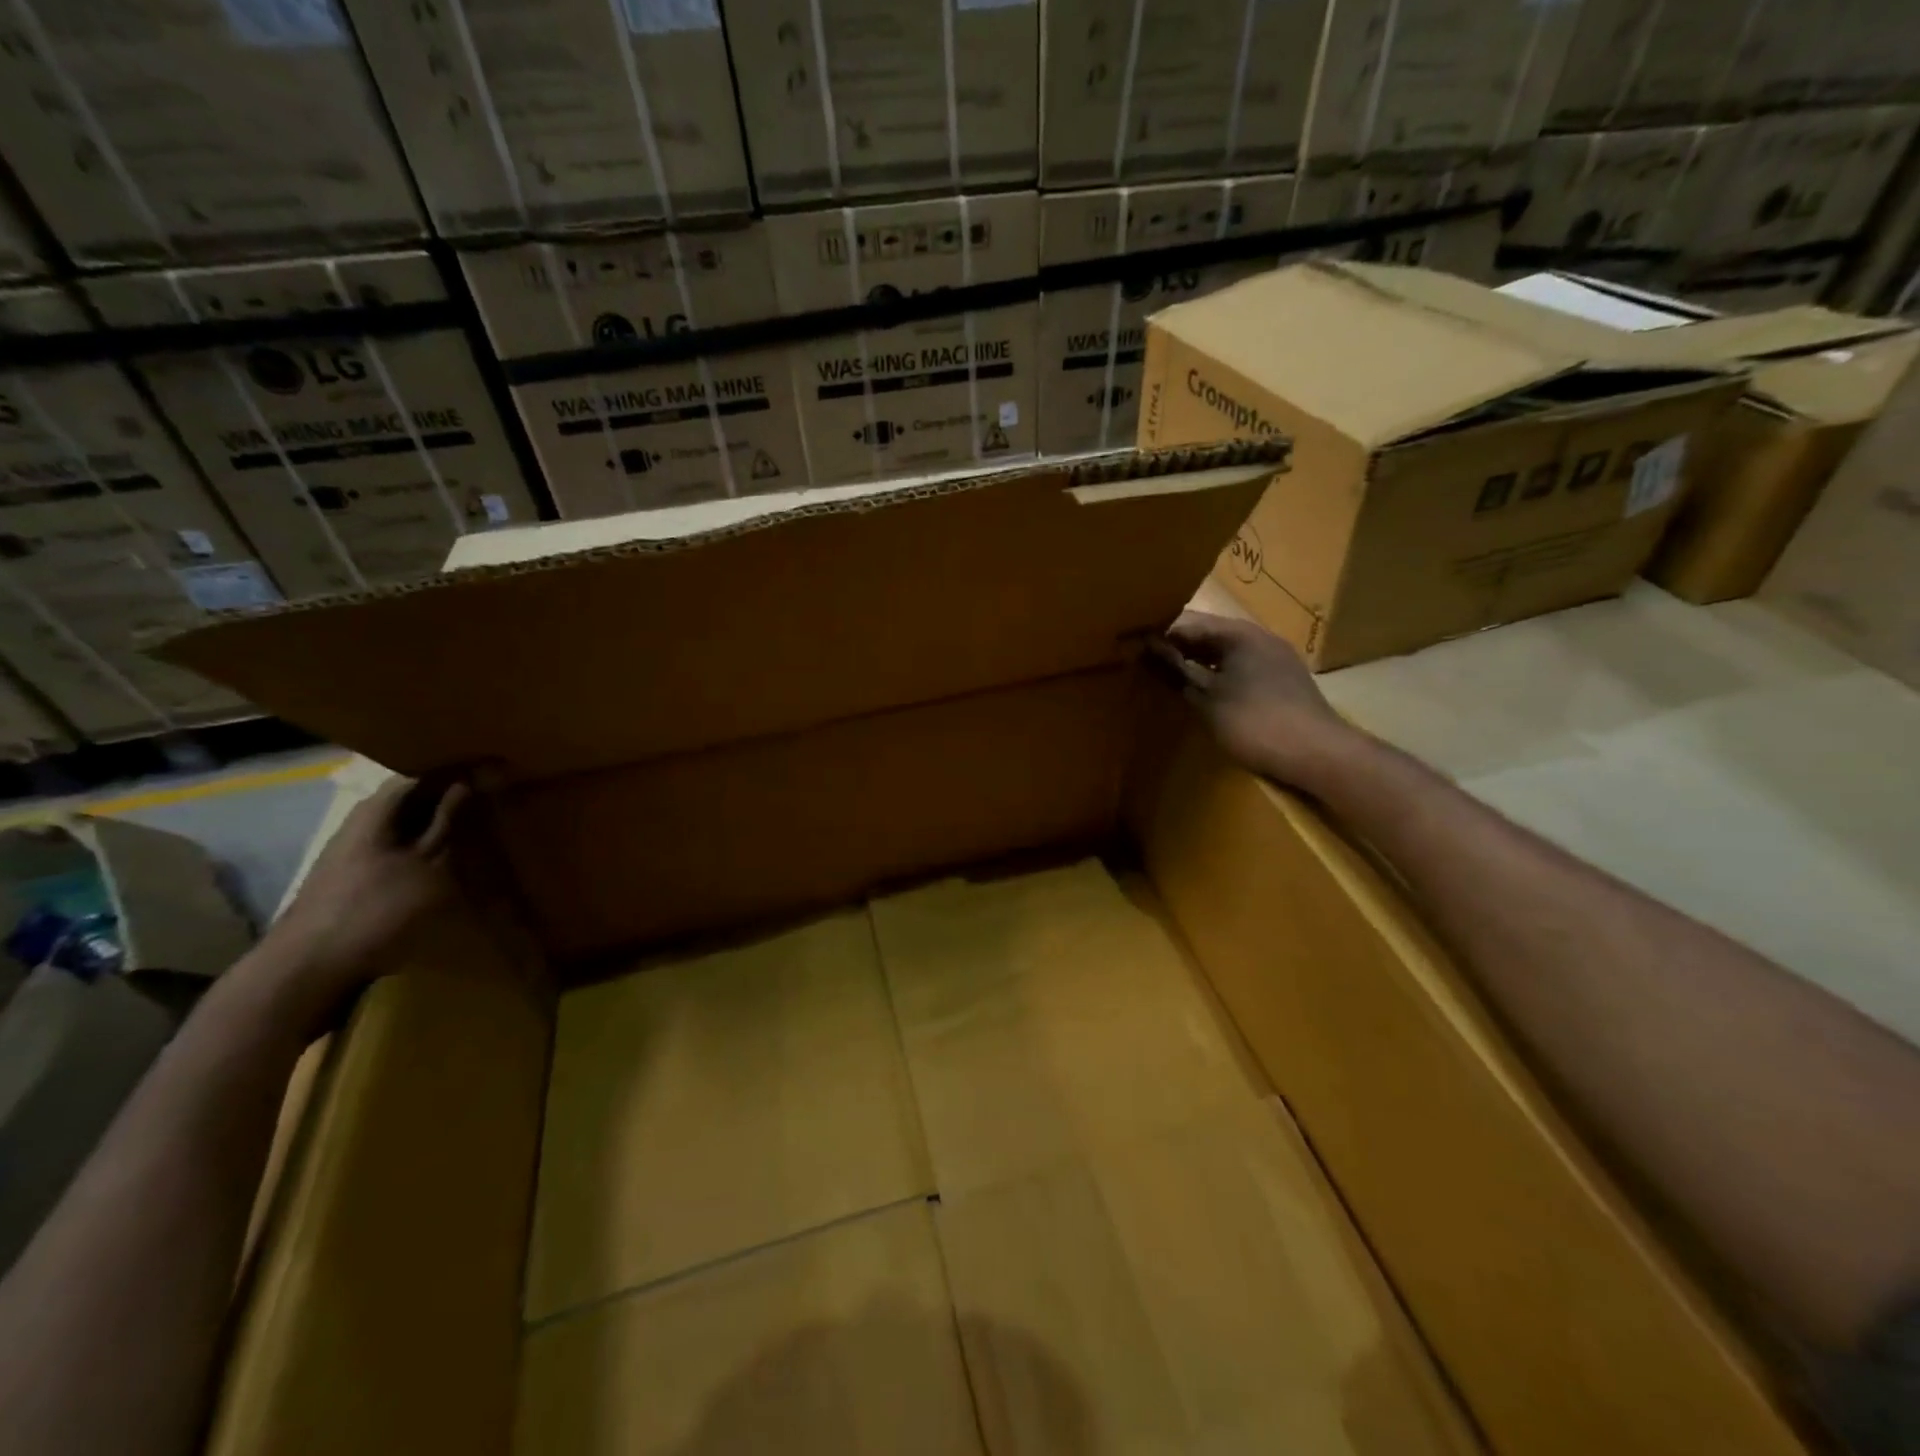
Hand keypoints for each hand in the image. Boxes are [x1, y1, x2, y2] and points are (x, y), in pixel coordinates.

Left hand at [257, 775, 472, 1019]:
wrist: (308, 971)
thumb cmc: (376, 909)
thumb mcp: (429, 864)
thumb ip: (450, 821)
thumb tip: (470, 780)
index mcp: (377, 809)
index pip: (426, 772)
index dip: (464, 770)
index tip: (501, 773)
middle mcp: (361, 821)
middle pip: (415, 798)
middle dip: (453, 798)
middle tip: (496, 801)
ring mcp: (354, 851)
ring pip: (407, 826)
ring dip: (441, 826)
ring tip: (480, 832)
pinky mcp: (354, 878)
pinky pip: (400, 850)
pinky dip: (427, 850)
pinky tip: (450, 864)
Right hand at [1150, 611, 1358, 789]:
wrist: (1317, 754)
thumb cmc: (1255, 723)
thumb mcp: (1206, 698)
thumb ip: (1175, 671)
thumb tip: (1146, 648)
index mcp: (1239, 634)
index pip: (1187, 622)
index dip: (1157, 633)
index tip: (1129, 643)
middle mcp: (1259, 637)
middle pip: (1207, 634)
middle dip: (1176, 646)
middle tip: (1142, 659)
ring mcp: (1275, 658)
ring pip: (1225, 652)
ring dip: (1196, 661)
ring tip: (1166, 675)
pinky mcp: (1282, 680)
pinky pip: (1240, 667)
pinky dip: (1217, 674)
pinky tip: (1202, 690)